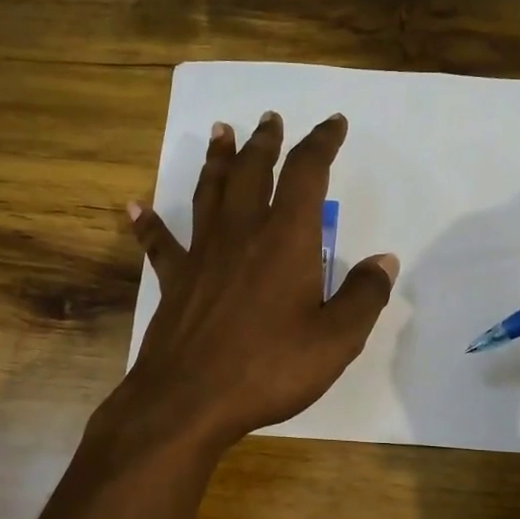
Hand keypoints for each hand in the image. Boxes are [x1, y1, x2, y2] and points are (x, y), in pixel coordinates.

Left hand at [111, 111, 398, 451]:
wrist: (189, 400)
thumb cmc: (269, 368)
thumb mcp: (336, 339)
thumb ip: (363, 296)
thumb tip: (384, 261)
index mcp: (287, 239)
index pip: (307, 173)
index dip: (322, 142)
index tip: (333, 123)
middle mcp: (242, 233)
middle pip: (253, 171)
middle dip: (265, 141)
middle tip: (269, 119)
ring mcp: (202, 255)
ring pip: (209, 192)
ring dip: (217, 160)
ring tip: (221, 132)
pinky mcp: (174, 281)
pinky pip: (160, 243)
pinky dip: (149, 223)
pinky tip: (135, 207)